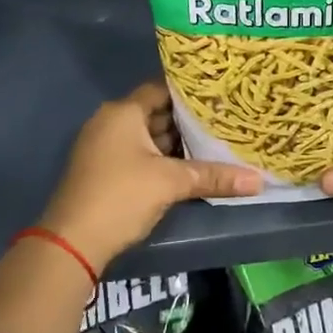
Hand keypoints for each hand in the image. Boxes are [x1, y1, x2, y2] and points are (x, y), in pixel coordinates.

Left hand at [40, 82, 261, 272]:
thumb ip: (214, 176)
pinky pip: (140, 155)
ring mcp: (105, 148)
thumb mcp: (171, 183)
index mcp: (123, 113)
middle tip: (225, 120)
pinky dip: (163, 159)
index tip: (220, 94)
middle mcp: (111, 123)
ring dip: (177, 143)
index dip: (190, 92)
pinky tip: (191, 167)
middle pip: (156, 113)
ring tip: (216, 142)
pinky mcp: (105, 171)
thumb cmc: (122, 197)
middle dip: (189, 120)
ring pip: (149, 137)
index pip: (161, 89)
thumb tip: (258, 180)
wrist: (73, 242)